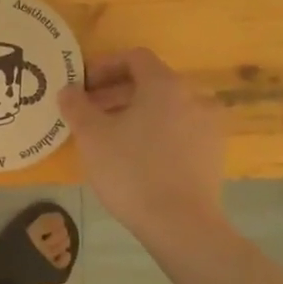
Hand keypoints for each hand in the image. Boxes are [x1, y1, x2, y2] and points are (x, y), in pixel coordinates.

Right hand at [59, 49, 224, 239]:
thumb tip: (68, 90)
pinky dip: (156, 133)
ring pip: (166, 108)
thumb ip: (76, 105)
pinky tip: (136, 157)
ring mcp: (209, 127)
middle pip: (151, 83)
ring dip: (136, 114)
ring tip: (110, 137)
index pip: (135, 58)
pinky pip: (179, 131)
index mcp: (165, 85)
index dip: (105, 66)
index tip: (83, 87)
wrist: (181, 226)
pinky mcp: (213, 155)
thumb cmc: (131, 171)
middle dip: (116, 93)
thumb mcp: (91, 136)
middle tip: (89, 113)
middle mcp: (194, 97)